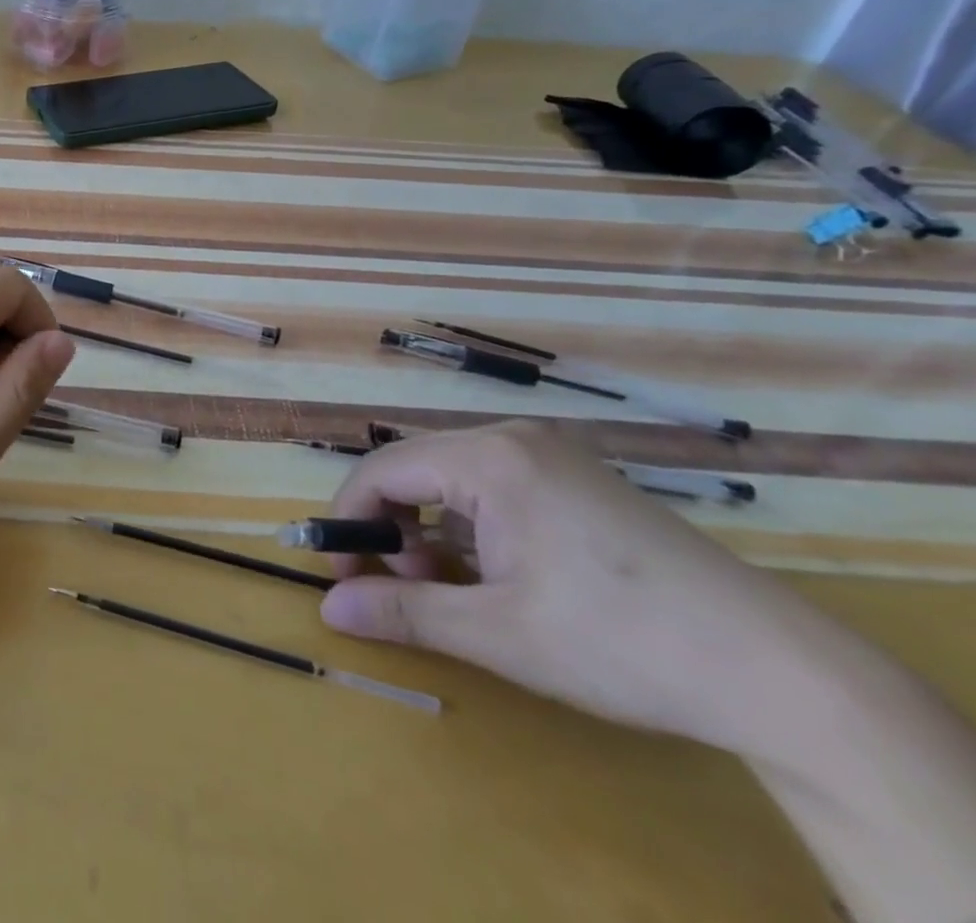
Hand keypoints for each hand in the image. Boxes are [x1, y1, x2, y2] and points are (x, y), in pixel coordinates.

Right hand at [317, 423, 865, 758]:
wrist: (783, 673)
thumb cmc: (621, 643)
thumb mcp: (498, 633)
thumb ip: (403, 611)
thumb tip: (328, 606)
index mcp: (488, 457)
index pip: (382, 470)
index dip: (349, 518)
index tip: (342, 573)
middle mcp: (514, 439)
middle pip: (416, 469)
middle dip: (392, 527)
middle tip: (401, 589)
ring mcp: (553, 455)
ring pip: (454, 479)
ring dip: (433, 530)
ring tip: (452, 590)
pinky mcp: (580, 479)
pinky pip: (495, 487)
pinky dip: (474, 527)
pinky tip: (497, 576)